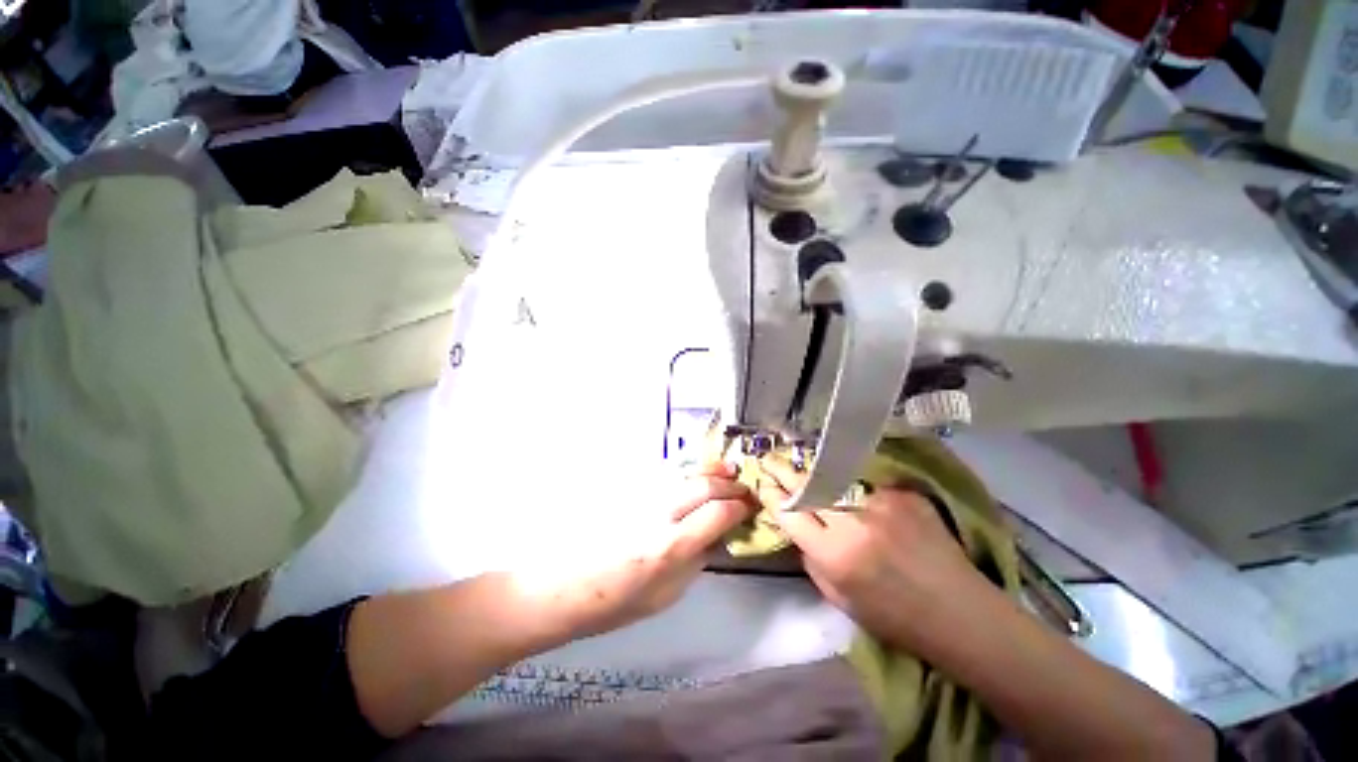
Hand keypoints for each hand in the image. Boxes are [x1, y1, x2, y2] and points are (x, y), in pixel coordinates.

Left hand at [530, 461, 754, 639]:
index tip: (751, 506)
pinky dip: (689, 471)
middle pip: (704, 485)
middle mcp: (658, 514)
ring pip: (685, 473)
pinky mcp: (628, 488)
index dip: (740, 507)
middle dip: (730, 484)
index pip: (717, 513)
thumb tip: (719, 534)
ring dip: (712, 470)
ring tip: (728, 469)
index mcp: (669, 547)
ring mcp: (641, 496)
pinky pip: (666, 473)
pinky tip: (697, 472)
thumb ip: (697, 561)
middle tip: (744, 488)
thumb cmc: (615, 603)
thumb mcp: (666, 595)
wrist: (564, 585)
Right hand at [758, 457, 992, 652]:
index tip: (761, 482)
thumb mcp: (839, 599)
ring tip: (806, 468)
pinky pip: (867, 484)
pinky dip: (856, 487)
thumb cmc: (895, 617)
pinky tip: (858, 491)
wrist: (960, 614)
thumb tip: (798, 528)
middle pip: (807, 486)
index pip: (790, 513)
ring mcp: (881, 503)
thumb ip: (811, 559)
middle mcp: (854, 522)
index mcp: (835, 555)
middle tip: (769, 458)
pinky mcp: (903, 495)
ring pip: (835, 479)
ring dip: (817, 474)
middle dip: (782, 470)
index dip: (772, 495)